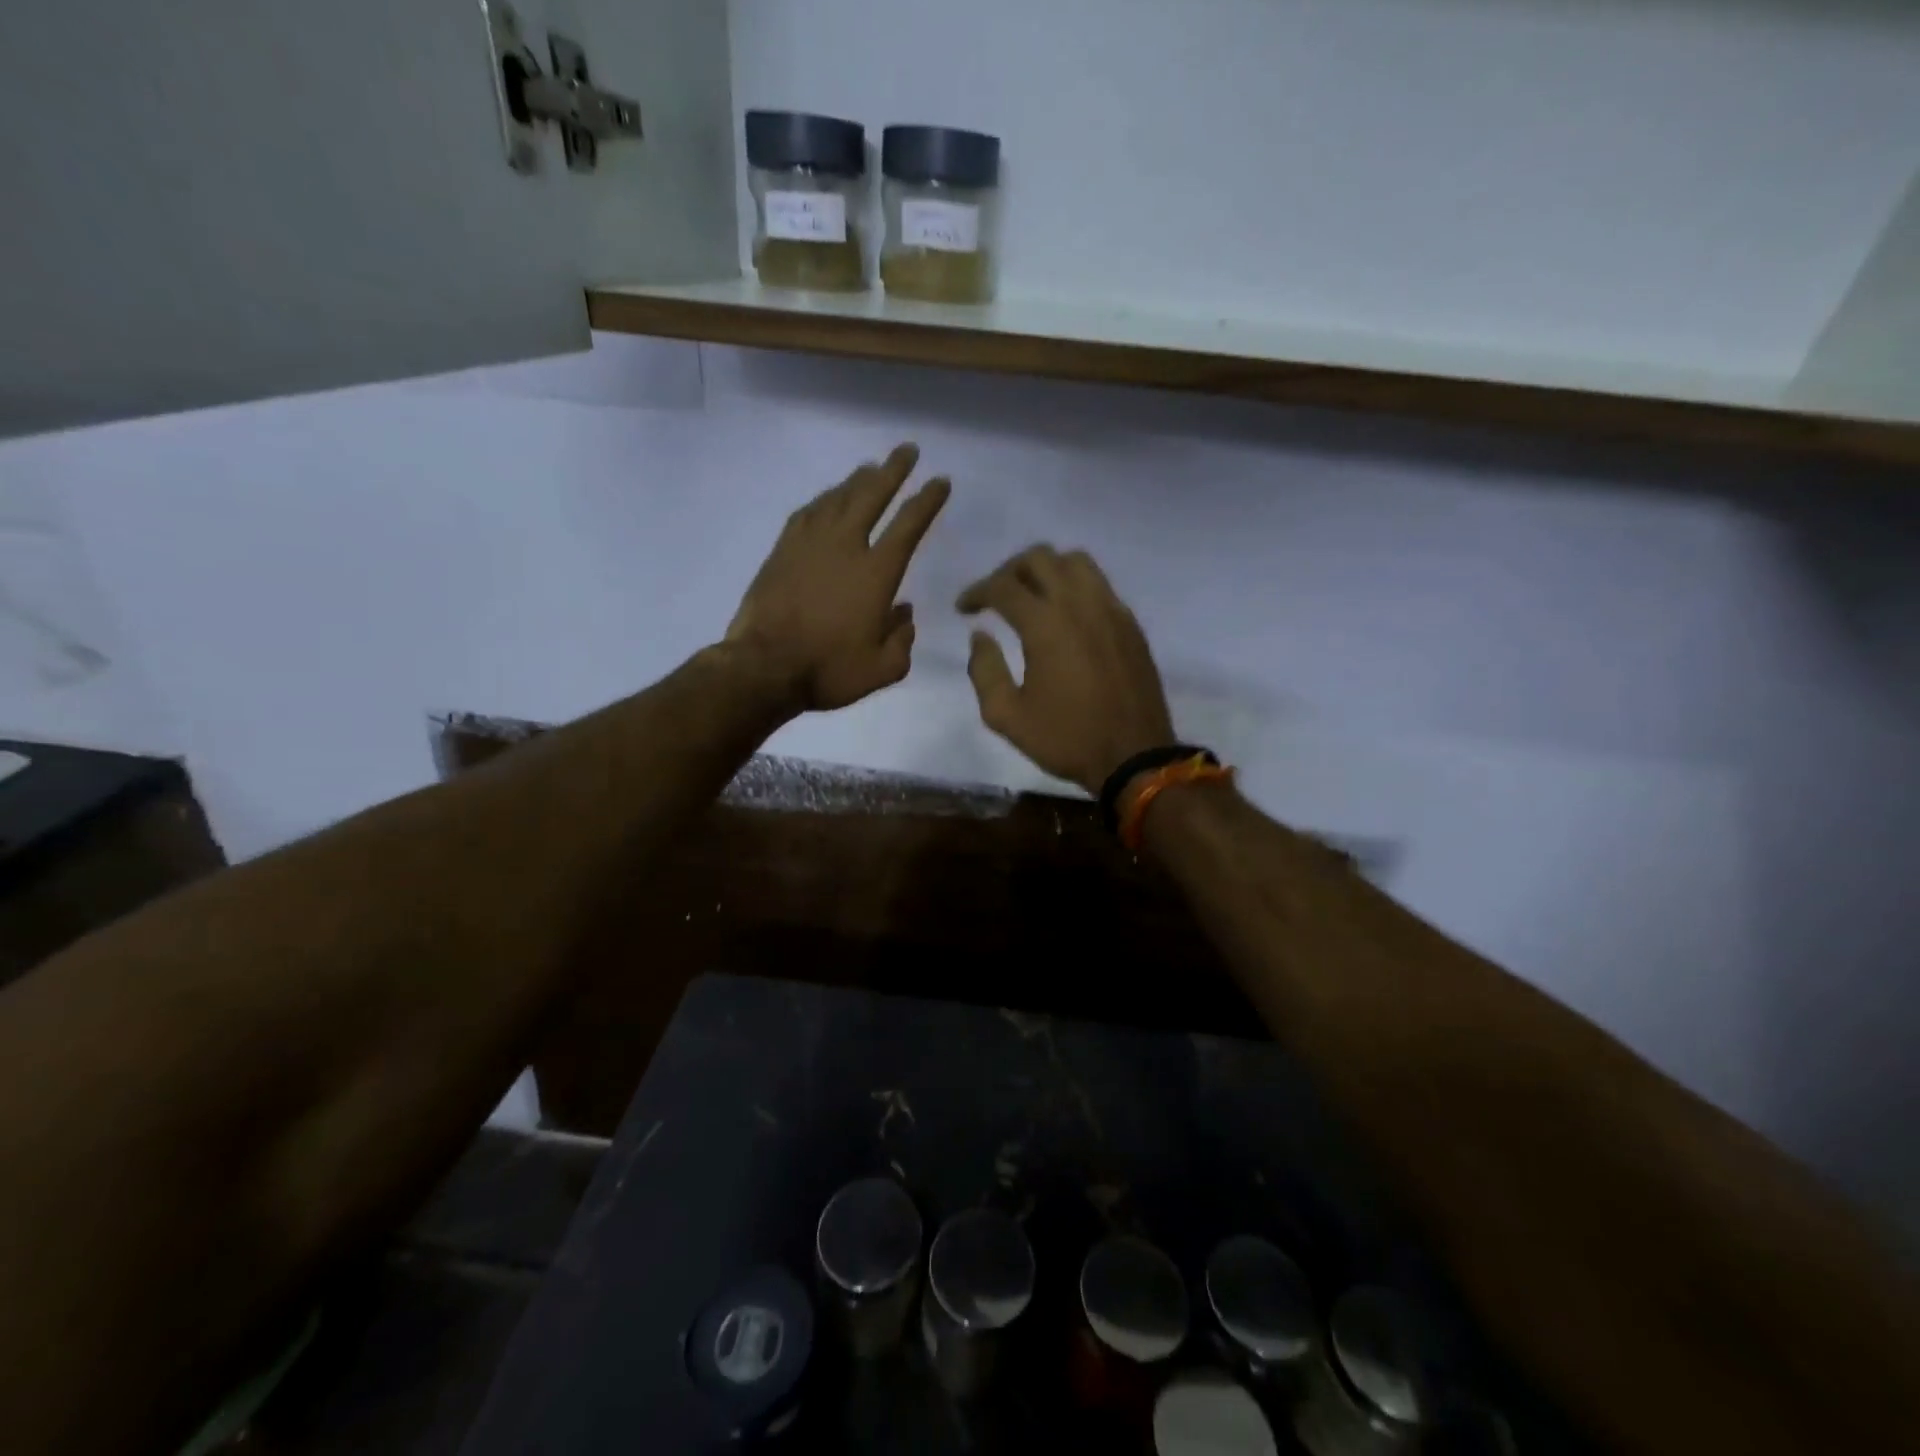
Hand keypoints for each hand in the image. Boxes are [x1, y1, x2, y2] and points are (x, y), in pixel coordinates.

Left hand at [727, 444, 949, 711]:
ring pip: (837, 499)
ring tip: (870, 468)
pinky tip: (827, 499)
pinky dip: (822, 501)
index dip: (927, 500)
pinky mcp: (781, 552)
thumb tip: (905, 614)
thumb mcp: (882, 669)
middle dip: (893, 470)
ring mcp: (809, 545)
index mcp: (876, 574)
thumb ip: (902, 640)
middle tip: (907, 450)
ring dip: (856, 480)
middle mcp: (845, 547)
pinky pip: (806, 514)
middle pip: (872, 496)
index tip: (940, 481)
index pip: (909, 525)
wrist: (764, 668)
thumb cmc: (828, 670)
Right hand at [958, 546, 1175, 795]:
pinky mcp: (1130, 623)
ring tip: (1032, 596)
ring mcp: (1111, 609)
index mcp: (1046, 624)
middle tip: (996, 597)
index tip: (964, 609)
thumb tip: (980, 636)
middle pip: (1039, 558)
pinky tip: (1066, 615)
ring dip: (1046, 569)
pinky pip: (1099, 584)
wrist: (1134, 756)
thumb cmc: (1066, 739)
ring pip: (1075, 561)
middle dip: (1009, 570)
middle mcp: (1079, 604)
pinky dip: (1075, 586)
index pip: (1003, 586)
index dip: (976, 592)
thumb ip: (985, 670)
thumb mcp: (1007, 716)